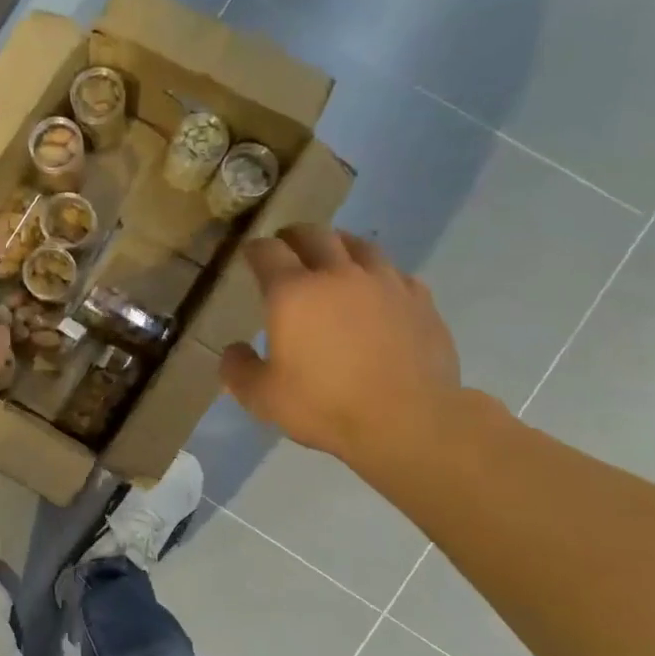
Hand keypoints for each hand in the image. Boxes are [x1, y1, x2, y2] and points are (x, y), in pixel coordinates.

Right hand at [221, 226, 462, 472]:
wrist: (408, 420)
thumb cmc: (324, 405)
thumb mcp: (262, 398)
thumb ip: (239, 370)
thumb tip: (234, 350)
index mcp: (293, 293)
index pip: (267, 252)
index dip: (254, 250)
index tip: (249, 255)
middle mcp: (337, 275)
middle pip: (314, 235)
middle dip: (294, 236)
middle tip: (286, 246)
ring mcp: (384, 283)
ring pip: (359, 245)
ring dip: (338, 245)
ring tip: (332, 258)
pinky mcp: (419, 300)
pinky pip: (394, 273)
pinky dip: (377, 274)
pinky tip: (376, 290)